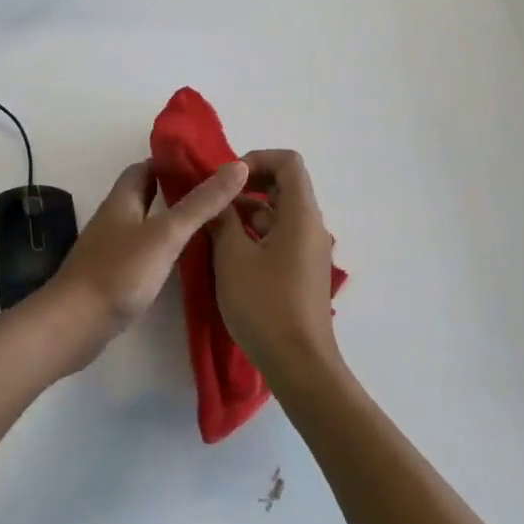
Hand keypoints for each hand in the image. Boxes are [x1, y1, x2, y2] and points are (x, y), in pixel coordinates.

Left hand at [41, 159, 249, 361]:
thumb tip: (237, 166)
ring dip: (172, 218)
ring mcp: (112, 247)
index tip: (208, 164)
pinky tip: (185, 259)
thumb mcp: (166, 234)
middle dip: (177, 189)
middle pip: (146, 193)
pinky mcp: (114, 274)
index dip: (174, 161)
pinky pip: (143, 250)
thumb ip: (201, 203)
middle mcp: (115, 217)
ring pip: (146, 222)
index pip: (146, 166)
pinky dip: (164, 247)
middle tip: (216, 194)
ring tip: (211, 223)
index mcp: (122, 198)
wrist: (74, 324)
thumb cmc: (119, 272)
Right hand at [210, 150, 342, 385]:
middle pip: (284, 187)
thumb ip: (222, 220)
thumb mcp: (232, 257)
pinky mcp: (302, 273)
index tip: (227, 180)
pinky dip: (256, 235)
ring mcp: (309, 252)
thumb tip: (216, 199)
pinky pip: (280, 238)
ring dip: (247, 213)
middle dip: (247, 186)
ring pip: (279, 215)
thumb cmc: (264, 305)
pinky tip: (228, 253)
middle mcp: (311, 227)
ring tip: (213, 227)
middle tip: (214, 200)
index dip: (256, 160)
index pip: (288, 162)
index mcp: (301, 215)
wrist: (298, 364)